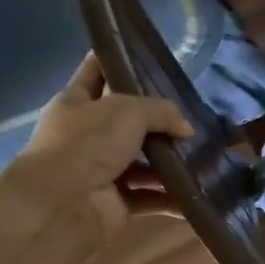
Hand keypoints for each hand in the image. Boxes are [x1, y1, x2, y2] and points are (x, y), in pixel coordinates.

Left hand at [1, 52, 191, 244]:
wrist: (60, 206)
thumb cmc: (86, 145)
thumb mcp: (127, 111)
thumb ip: (161, 111)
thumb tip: (186, 128)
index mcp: (77, 102)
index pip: (98, 70)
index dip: (120, 60)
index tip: (151, 57)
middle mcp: (88, 134)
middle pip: (129, 121)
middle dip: (160, 120)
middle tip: (195, 115)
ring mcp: (101, 170)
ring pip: (144, 162)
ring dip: (171, 162)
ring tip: (205, 156)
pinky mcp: (116, 203)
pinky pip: (150, 197)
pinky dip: (171, 197)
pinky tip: (197, 191)